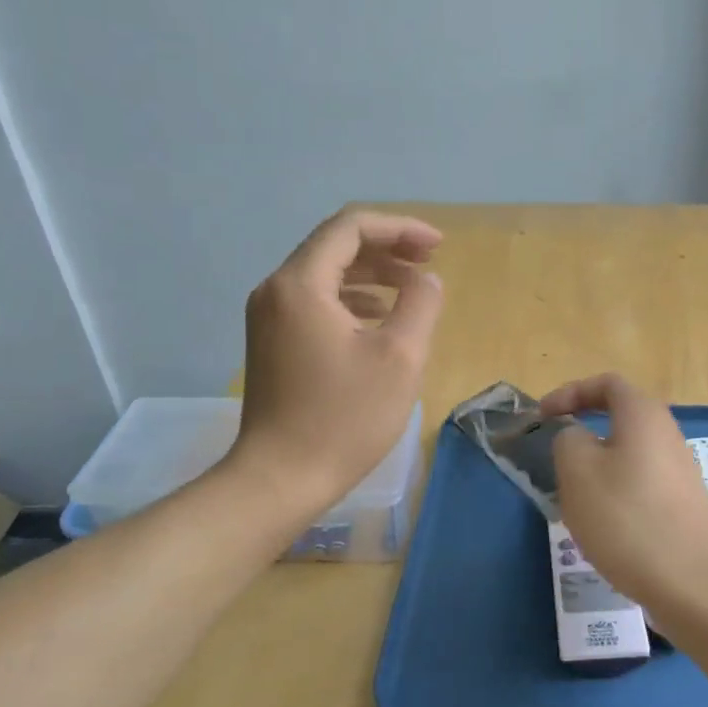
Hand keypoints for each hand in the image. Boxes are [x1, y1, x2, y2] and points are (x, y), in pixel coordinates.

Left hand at [232, 209, 443, 512]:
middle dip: (387, 248)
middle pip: (335, 246)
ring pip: (325, 274)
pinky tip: (380, 317)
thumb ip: (420, 305)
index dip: (399, 228)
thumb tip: (426, 280)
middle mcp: (276, 290)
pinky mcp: (272, 343)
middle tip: (429, 263)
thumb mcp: (400, 358)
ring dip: (372, 274)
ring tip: (413, 288)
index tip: (437, 246)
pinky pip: (315, 302)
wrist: (281, 478)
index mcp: (301, 285)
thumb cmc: (344, 418)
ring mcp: (269, 318)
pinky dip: (352, 299)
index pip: (350, 228)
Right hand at [541, 373, 707, 615]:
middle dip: (582, 435)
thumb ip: (568, 440)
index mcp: (643, 415)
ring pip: (627, 457)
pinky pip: (639, 487)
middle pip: (620, 420)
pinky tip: (603, 530)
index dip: (571, 392)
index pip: (606, 384)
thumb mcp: (578, 470)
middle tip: (556, 460)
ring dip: (596, 471)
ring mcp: (679, 472)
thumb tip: (578, 438)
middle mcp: (667, 435)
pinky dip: (615, 497)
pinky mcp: (682, 506)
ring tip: (574, 502)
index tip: (543, 416)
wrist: (694, 582)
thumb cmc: (628, 517)